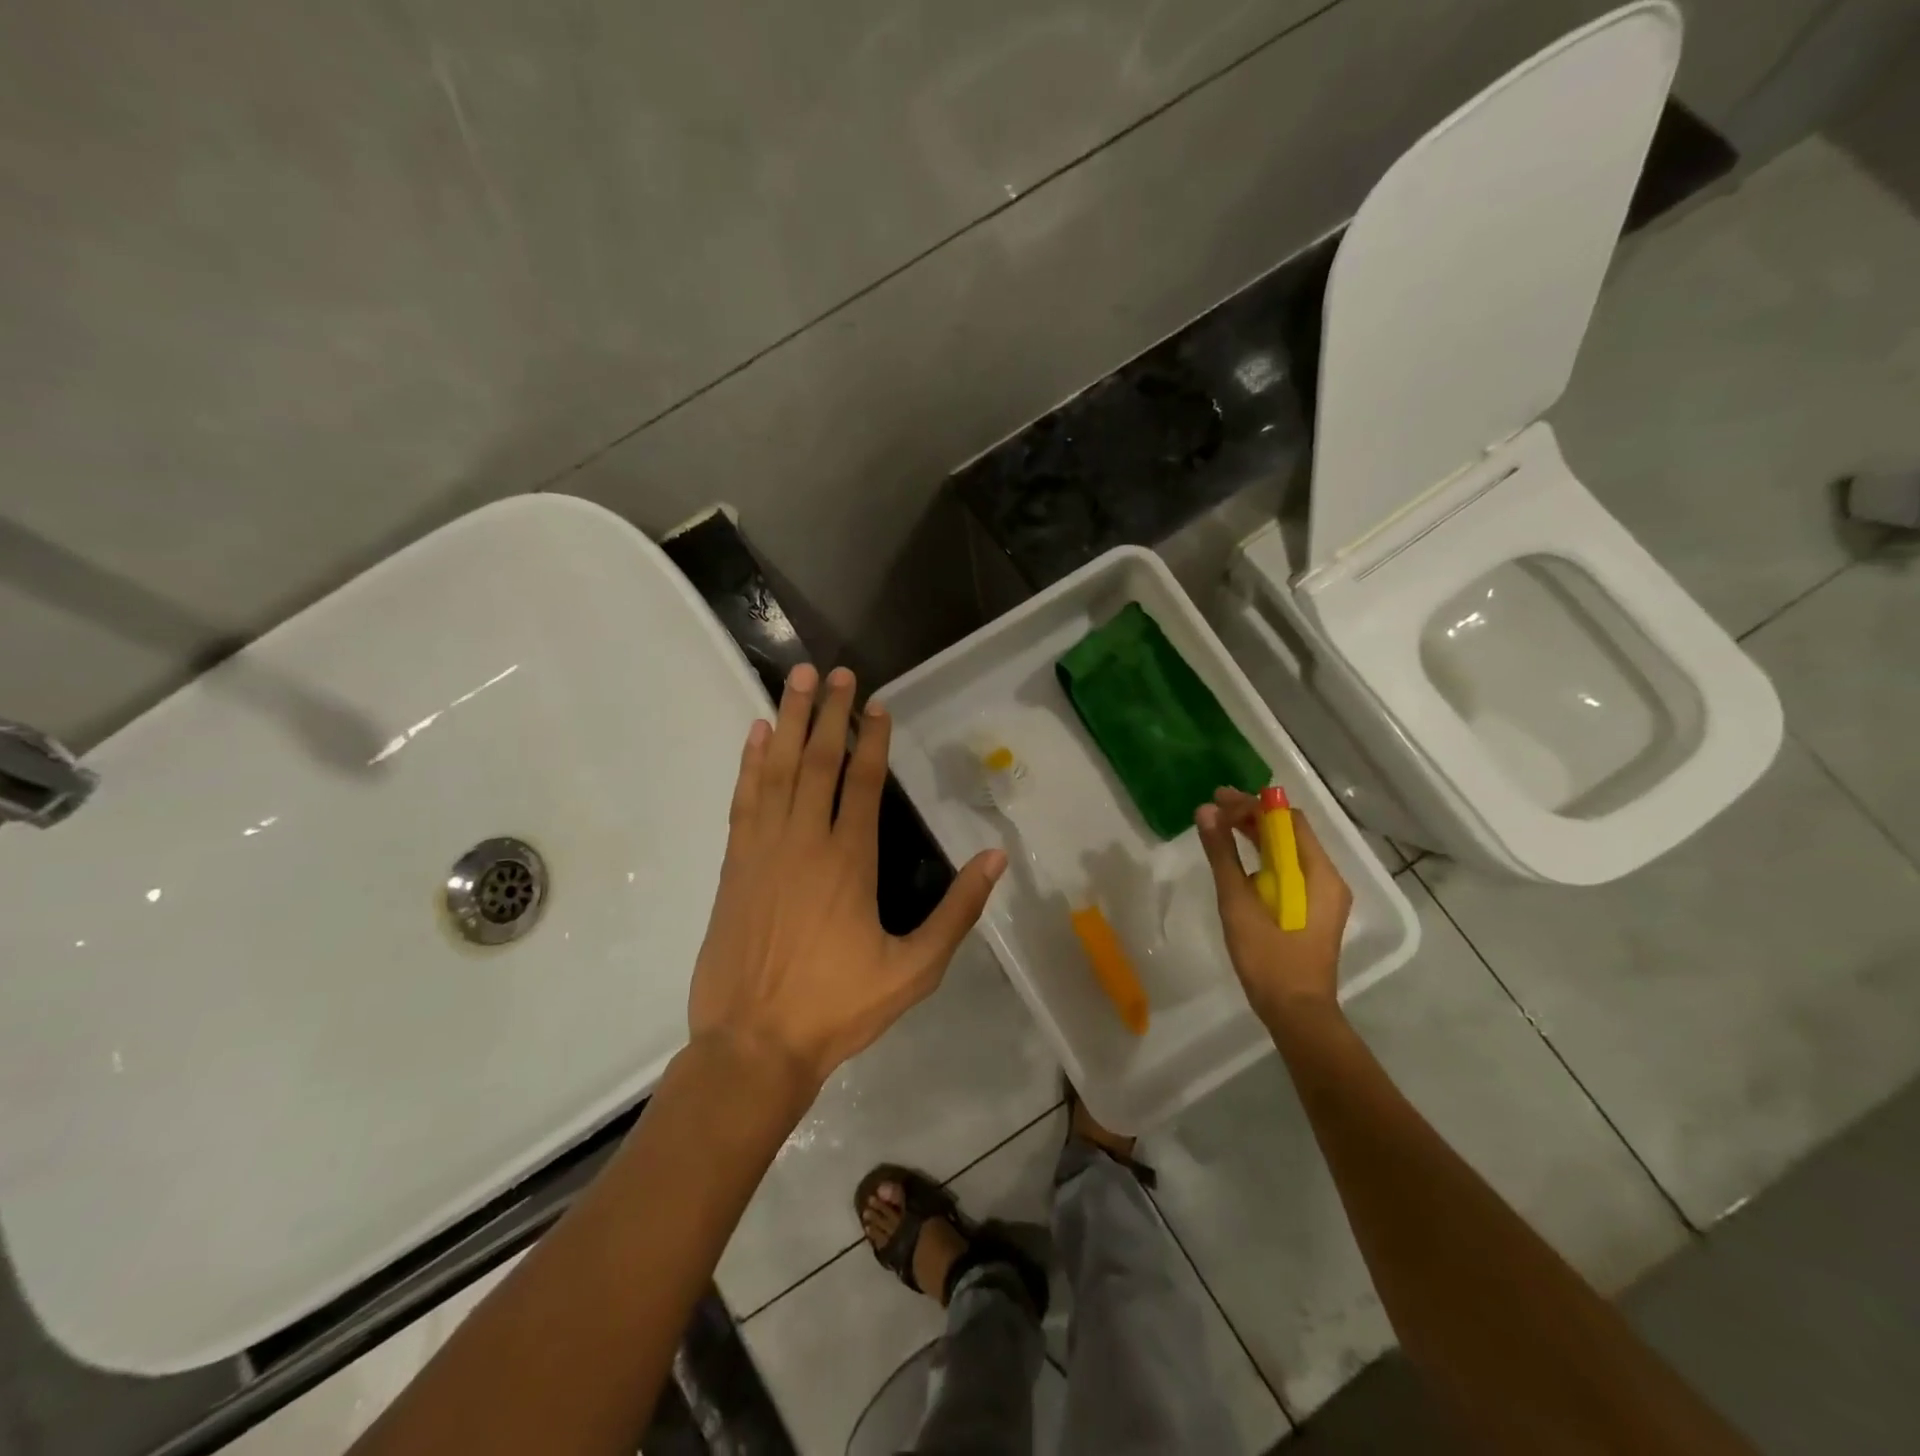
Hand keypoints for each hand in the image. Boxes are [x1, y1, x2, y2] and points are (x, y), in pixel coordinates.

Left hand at [688, 664, 1006, 1102]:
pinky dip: (748, 763)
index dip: (872, 739)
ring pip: (776, 770)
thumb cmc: (838, 1008)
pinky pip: (743, 800)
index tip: (875, 703)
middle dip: (827, 713)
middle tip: (834, 672)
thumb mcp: (915, 970)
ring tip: (795, 681)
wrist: (753, 1044)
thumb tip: (994, 858)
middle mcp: (805, 841)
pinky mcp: (733, 865)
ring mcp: (763, 849)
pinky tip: (754, 735)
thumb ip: (957, 912)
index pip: (864, 782)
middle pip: (817, 761)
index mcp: (850, 861)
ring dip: (787, 722)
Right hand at [1195, 787, 1351, 1026]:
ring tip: (1221, 827)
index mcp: (1317, 873)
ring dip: (1257, 836)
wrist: (1296, 1013)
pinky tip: (1240, 859)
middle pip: (1290, 833)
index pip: (1287, 820)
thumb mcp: (1238, 902)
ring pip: (1289, 851)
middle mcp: (1327, 878)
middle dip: (1253, 817)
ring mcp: (1322, 895)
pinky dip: (1264, 858)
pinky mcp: (1312, 910)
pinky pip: (1290, 871)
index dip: (1252, 805)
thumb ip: (1223, 854)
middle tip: (1213, 809)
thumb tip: (1206, 811)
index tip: (1217, 799)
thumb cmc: (1268, 958)